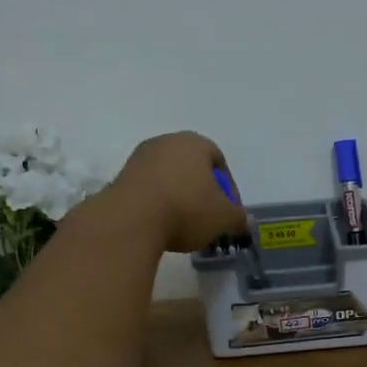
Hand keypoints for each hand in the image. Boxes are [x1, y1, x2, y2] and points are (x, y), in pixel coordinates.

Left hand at [107, 132, 251, 252]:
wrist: (132, 219)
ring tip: (183, 224)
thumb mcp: (223, 218)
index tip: (229, 210)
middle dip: (202, 190)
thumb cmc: (187, 209)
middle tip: (208, 216)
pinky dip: (158, 203)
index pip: (218, 160)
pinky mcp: (121, 177)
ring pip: (168, 177)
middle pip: (191, 166)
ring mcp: (140, 158)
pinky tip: (161, 224)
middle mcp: (166, 142)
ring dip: (179, 196)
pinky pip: (149, 188)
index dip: (228, 187)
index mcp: (194, 143)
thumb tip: (244, 220)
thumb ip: (238, 218)